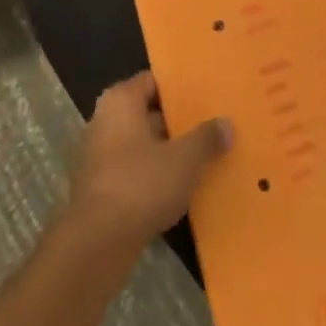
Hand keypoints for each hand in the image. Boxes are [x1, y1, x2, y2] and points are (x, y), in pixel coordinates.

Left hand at [66, 71, 231, 253]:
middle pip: (148, 113)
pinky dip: (157, 176)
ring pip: (144, 145)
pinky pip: (137, 172)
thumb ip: (207, 138)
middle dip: (178, 121)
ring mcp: (101, 157)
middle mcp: (105, 122)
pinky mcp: (103, 189)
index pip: (153, 81)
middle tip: (212, 123)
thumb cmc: (141, 183)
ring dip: (169, 151)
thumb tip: (226, 124)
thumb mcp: (185, 158)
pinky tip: (184, 186)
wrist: (98, 243)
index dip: (180, 87)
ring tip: (205, 154)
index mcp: (120, 101)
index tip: (206, 93)